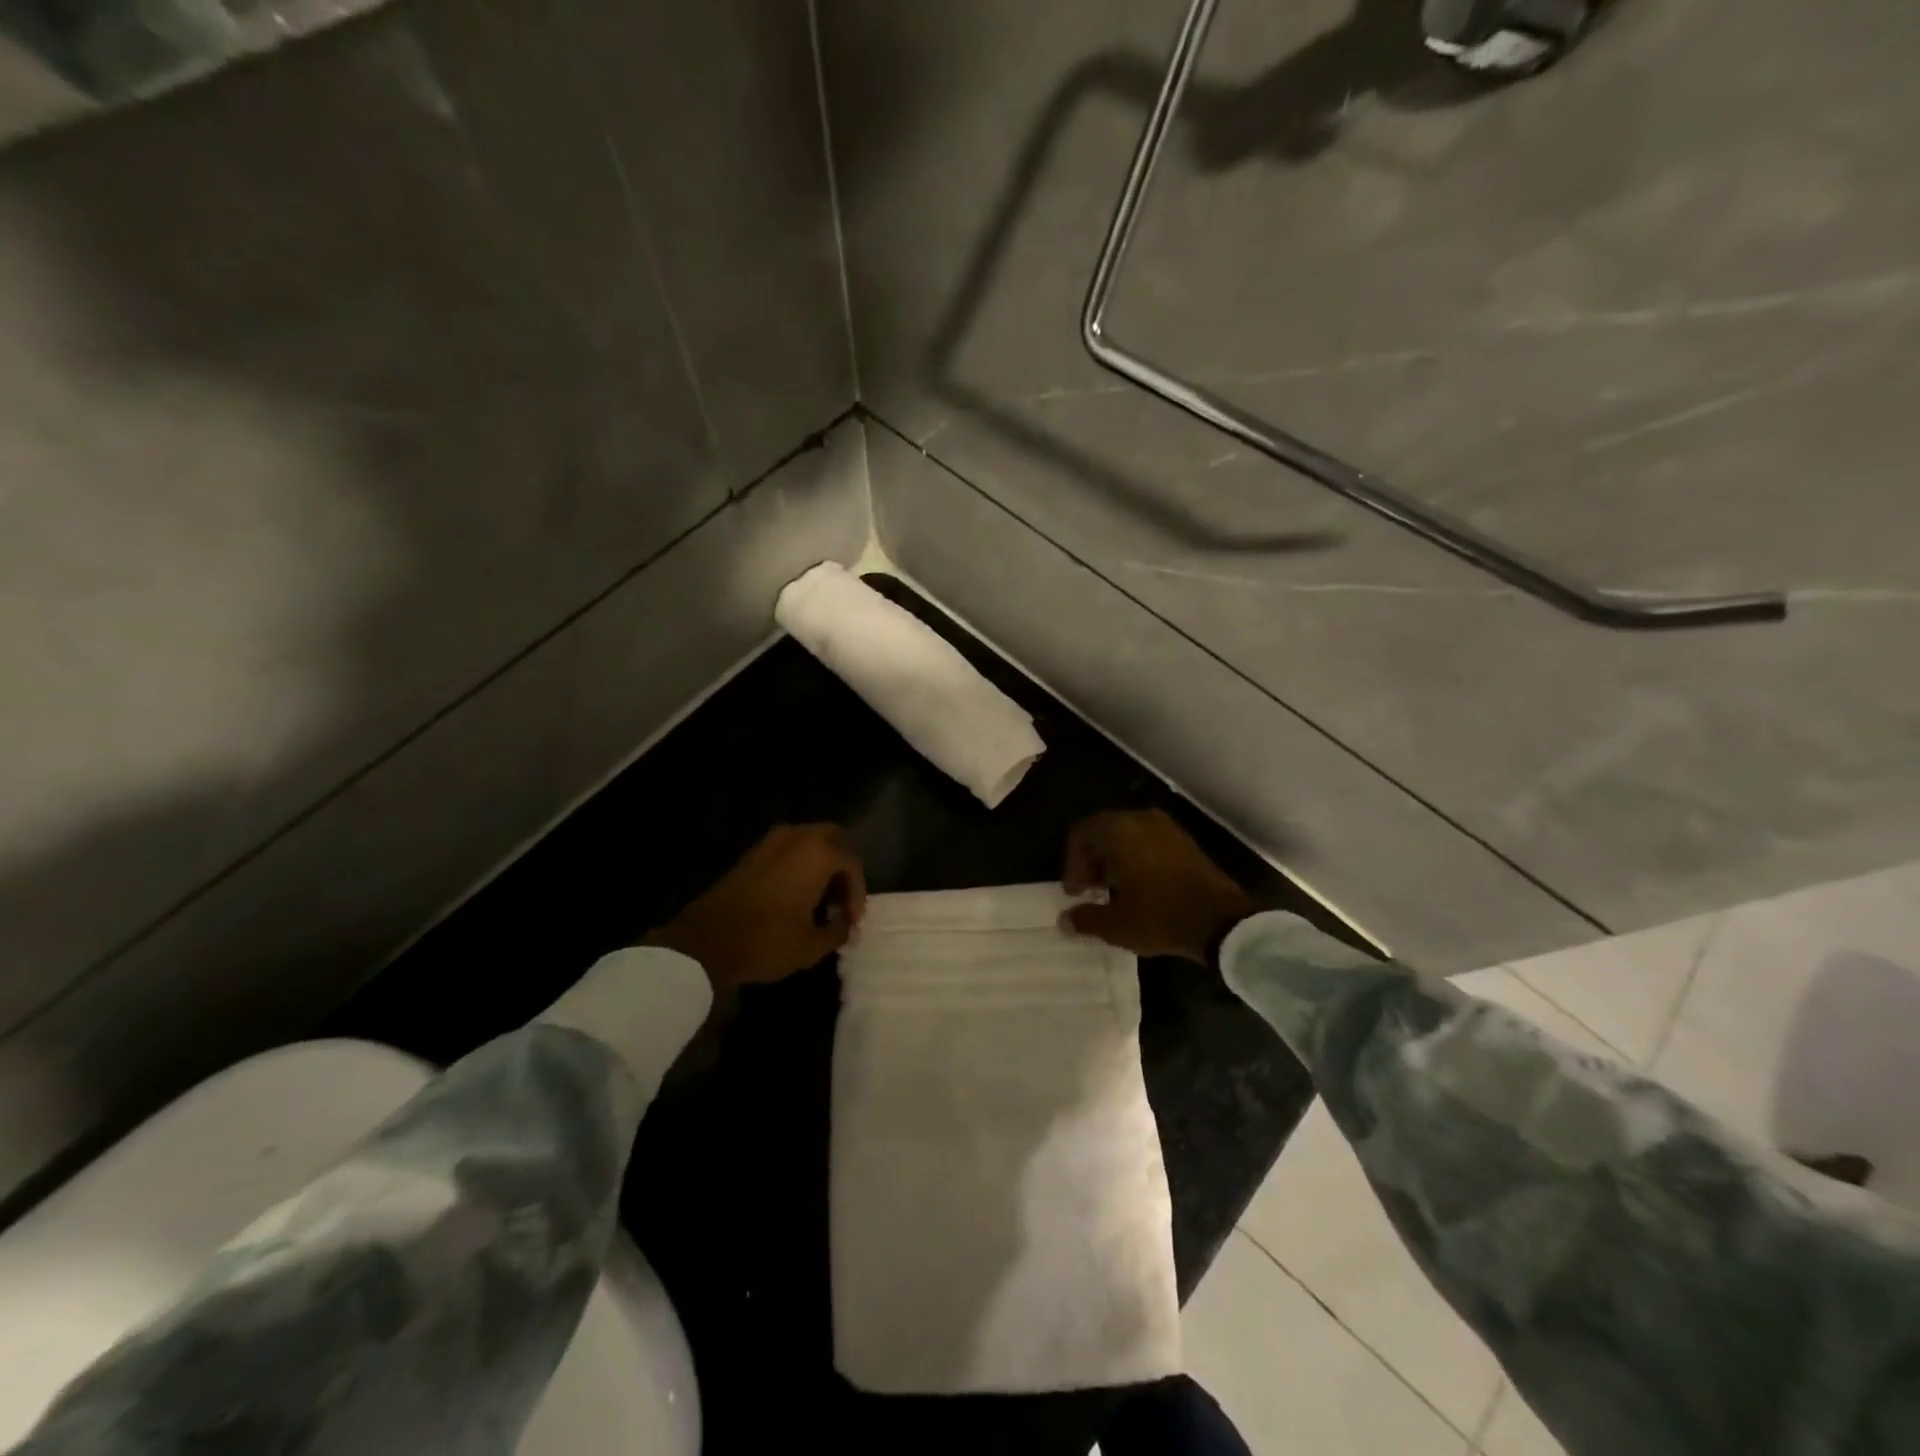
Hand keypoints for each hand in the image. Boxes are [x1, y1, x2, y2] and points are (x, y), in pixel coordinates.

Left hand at [646, 825, 866, 993]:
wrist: (705, 942)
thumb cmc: (767, 941)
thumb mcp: (811, 945)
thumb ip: (837, 931)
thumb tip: (845, 925)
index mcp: (817, 854)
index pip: (851, 863)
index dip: (857, 893)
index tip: (852, 921)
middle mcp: (796, 838)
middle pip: (832, 838)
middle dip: (841, 866)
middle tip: (840, 898)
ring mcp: (769, 843)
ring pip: (806, 841)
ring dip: (818, 863)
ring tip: (818, 897)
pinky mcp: (749, 855)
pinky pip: (785, 850)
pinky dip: (796, 865)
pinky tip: (793, 896)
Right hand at [1061, 809, 1259, 961]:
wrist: (1222, 921)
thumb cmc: (1160, 915)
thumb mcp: (1115, 924)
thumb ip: (1085, 919)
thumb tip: (1065, 920)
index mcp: (1119, 830)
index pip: (1081, 834)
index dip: (1072, 863)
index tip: (1075, 893)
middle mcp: (1141, 819)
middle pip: (1103, 832)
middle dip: (1092, 861)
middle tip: (1090, 892)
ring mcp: (1167, 829)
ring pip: (1127, 837)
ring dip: (1114, 861)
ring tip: (1113, 893)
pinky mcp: (1185, 843)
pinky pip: (1148, 843)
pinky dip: (1136, 860)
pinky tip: (1140, 890)